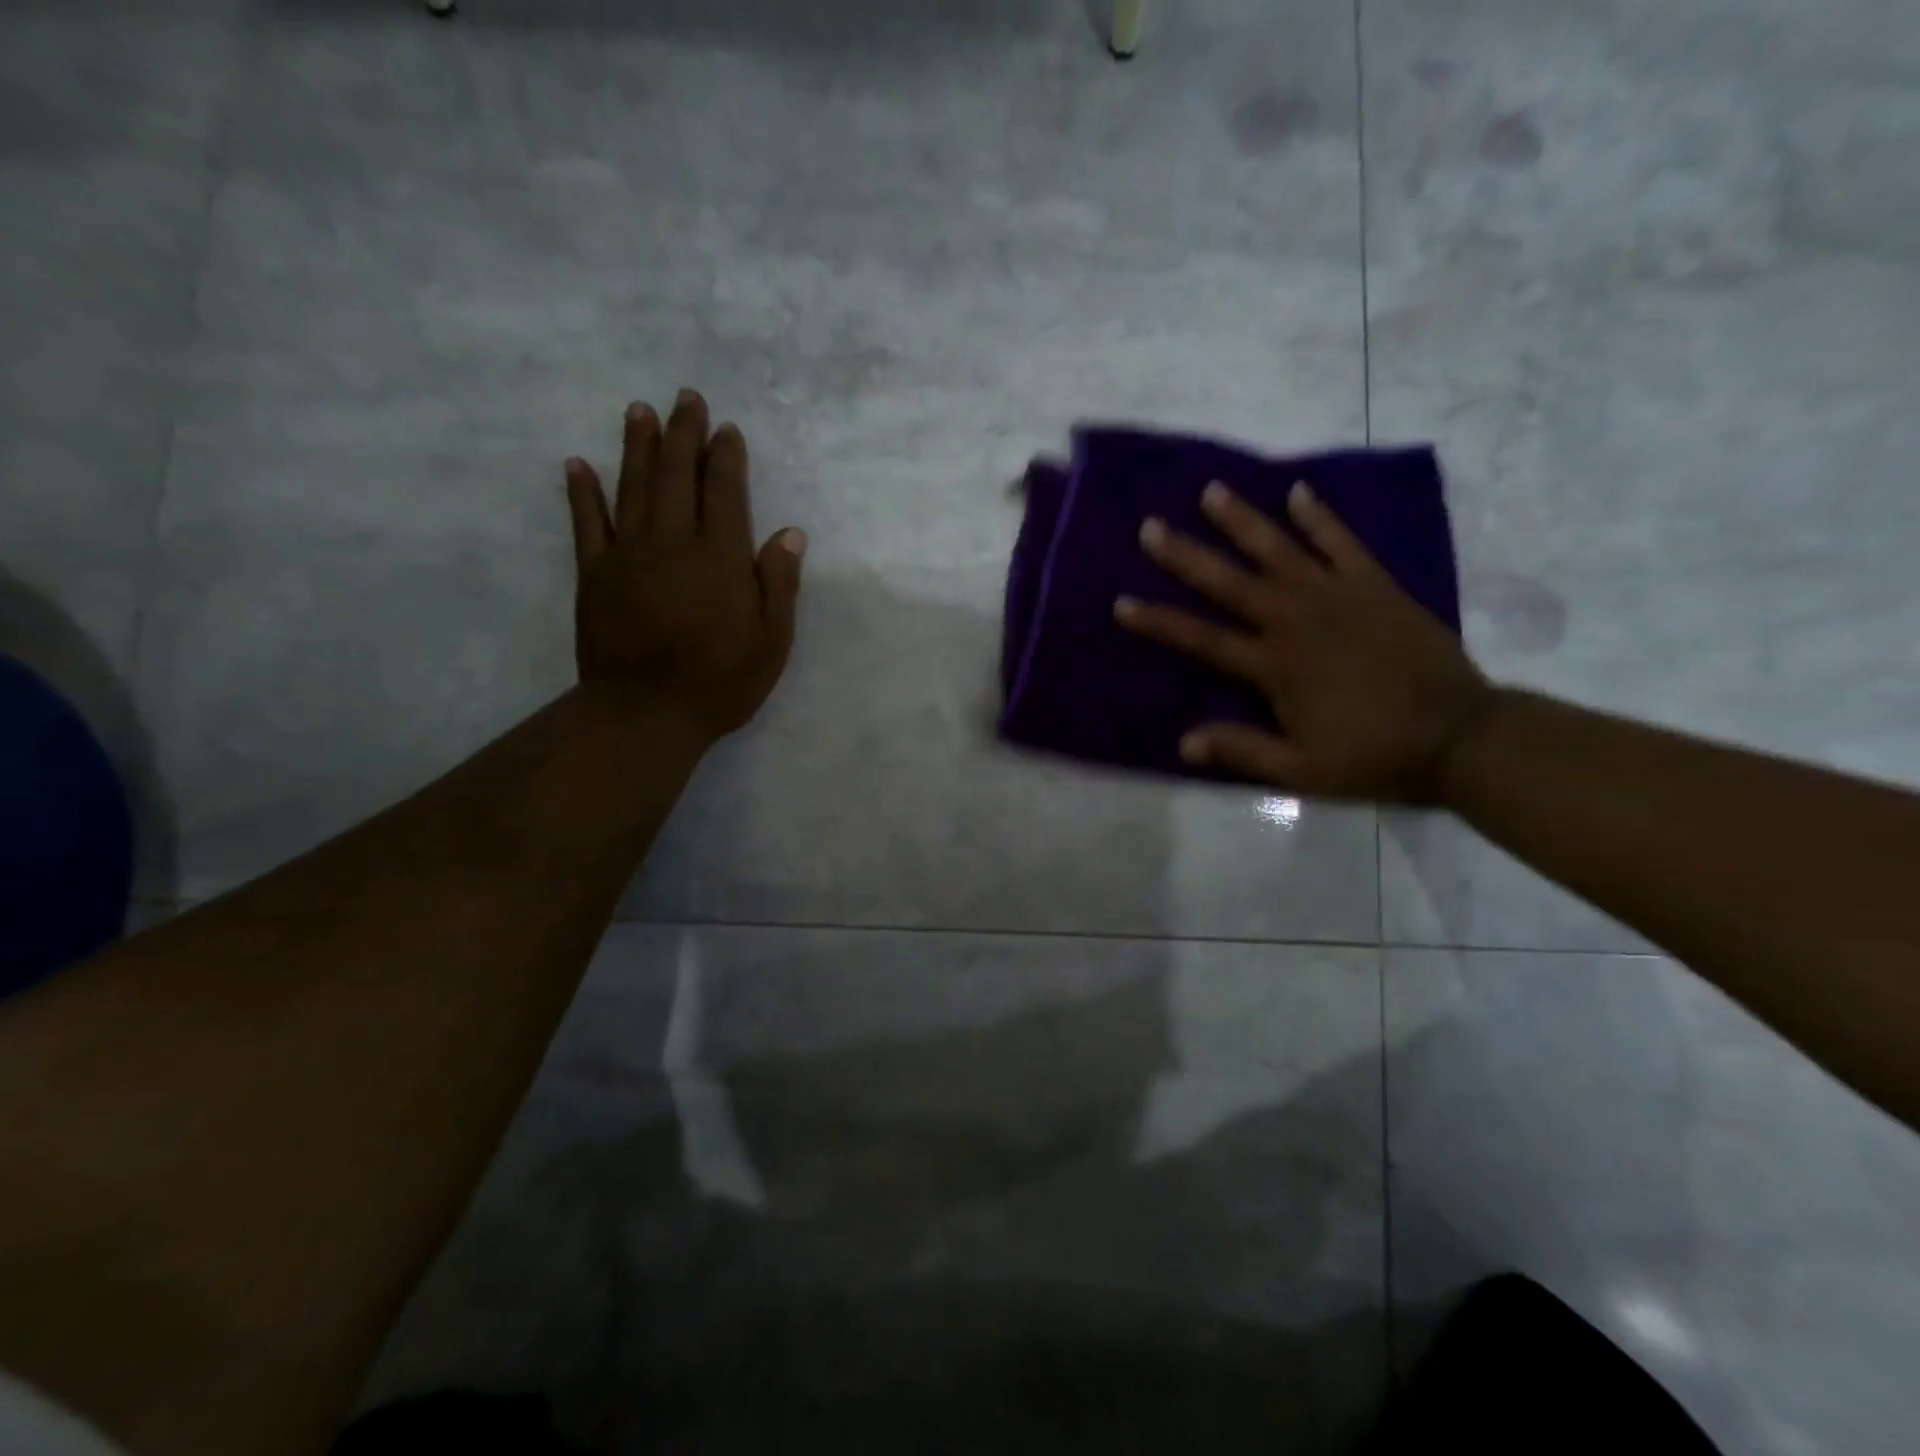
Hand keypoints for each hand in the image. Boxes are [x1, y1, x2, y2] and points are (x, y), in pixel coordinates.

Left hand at [564, 390, 805, 745]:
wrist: (646, 713)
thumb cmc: (719, 682)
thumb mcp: (771, 642)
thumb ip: (779, 584)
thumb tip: (790, 533)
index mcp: (721, 558)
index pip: (725, 492)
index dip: (726, 457)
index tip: (726, 428)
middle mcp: (673, 543)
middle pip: (677, 476)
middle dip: (683, 434)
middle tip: (685, 397)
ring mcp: (628, 556)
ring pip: (633, 487)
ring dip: (637, 446)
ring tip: (640, 410)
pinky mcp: (594, 575)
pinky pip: (587, 524)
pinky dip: (582, 492)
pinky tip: (577, 463)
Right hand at [1115, 481, 1491, 802]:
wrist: (1460, 735)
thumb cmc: (1374, 755)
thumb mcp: (1301, 770)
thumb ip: (1243, 751)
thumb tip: (1184, 742)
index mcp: (1274, 666)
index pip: (1203, 639)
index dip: (1160, 622)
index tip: (1122, 603)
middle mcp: (1297, 620)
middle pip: (1231, 582)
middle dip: (1186, 555)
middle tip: (1151, 527)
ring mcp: (1338, 596)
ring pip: (1280, 549)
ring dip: (1242, 521)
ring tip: (1211, 491)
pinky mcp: (1375, 585)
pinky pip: (1342, 542)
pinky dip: (1319, 517)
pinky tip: (1298, 493)